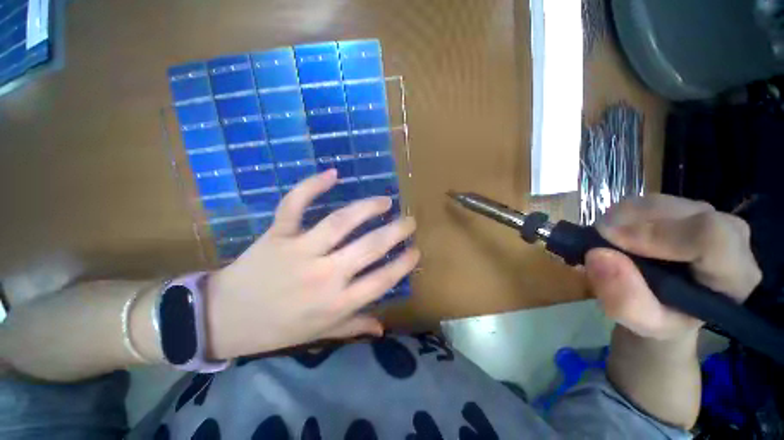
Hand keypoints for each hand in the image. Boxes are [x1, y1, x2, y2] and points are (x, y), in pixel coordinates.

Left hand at [204, 169, 419, 358]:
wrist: (223, 319)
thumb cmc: (276, 329)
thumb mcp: (319, 334)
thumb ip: (353, 326)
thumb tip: (382, 327)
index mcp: (336, 303)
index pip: (382, 280)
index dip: (403, 263)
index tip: (416, 251)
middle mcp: (324, 275)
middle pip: (369, 247)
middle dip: (396, 232)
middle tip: (410, 221)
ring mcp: (300, 251)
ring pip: (340, 222)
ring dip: (368, 208)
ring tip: (385, 201)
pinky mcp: (278, 234)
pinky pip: (295, 205)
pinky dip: (312, 186)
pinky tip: (333, 174)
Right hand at [585, 195, 761, 339]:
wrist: (664, 306)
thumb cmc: (660, 319)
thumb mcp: (641, 323)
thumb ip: (624, 299)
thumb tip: (597, 255)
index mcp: (735, 274)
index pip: (711, 236)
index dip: (657, 233)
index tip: (609, 239)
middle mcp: (731, 236)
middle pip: (683, 212)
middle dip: (632, 222)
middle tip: (598, 240)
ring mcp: (707, 216)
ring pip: (661, 201)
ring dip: (622, 218)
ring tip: (605, 241)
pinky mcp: (682, 207)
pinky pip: (647, 200)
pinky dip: (621, 214)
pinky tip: (614, 233)